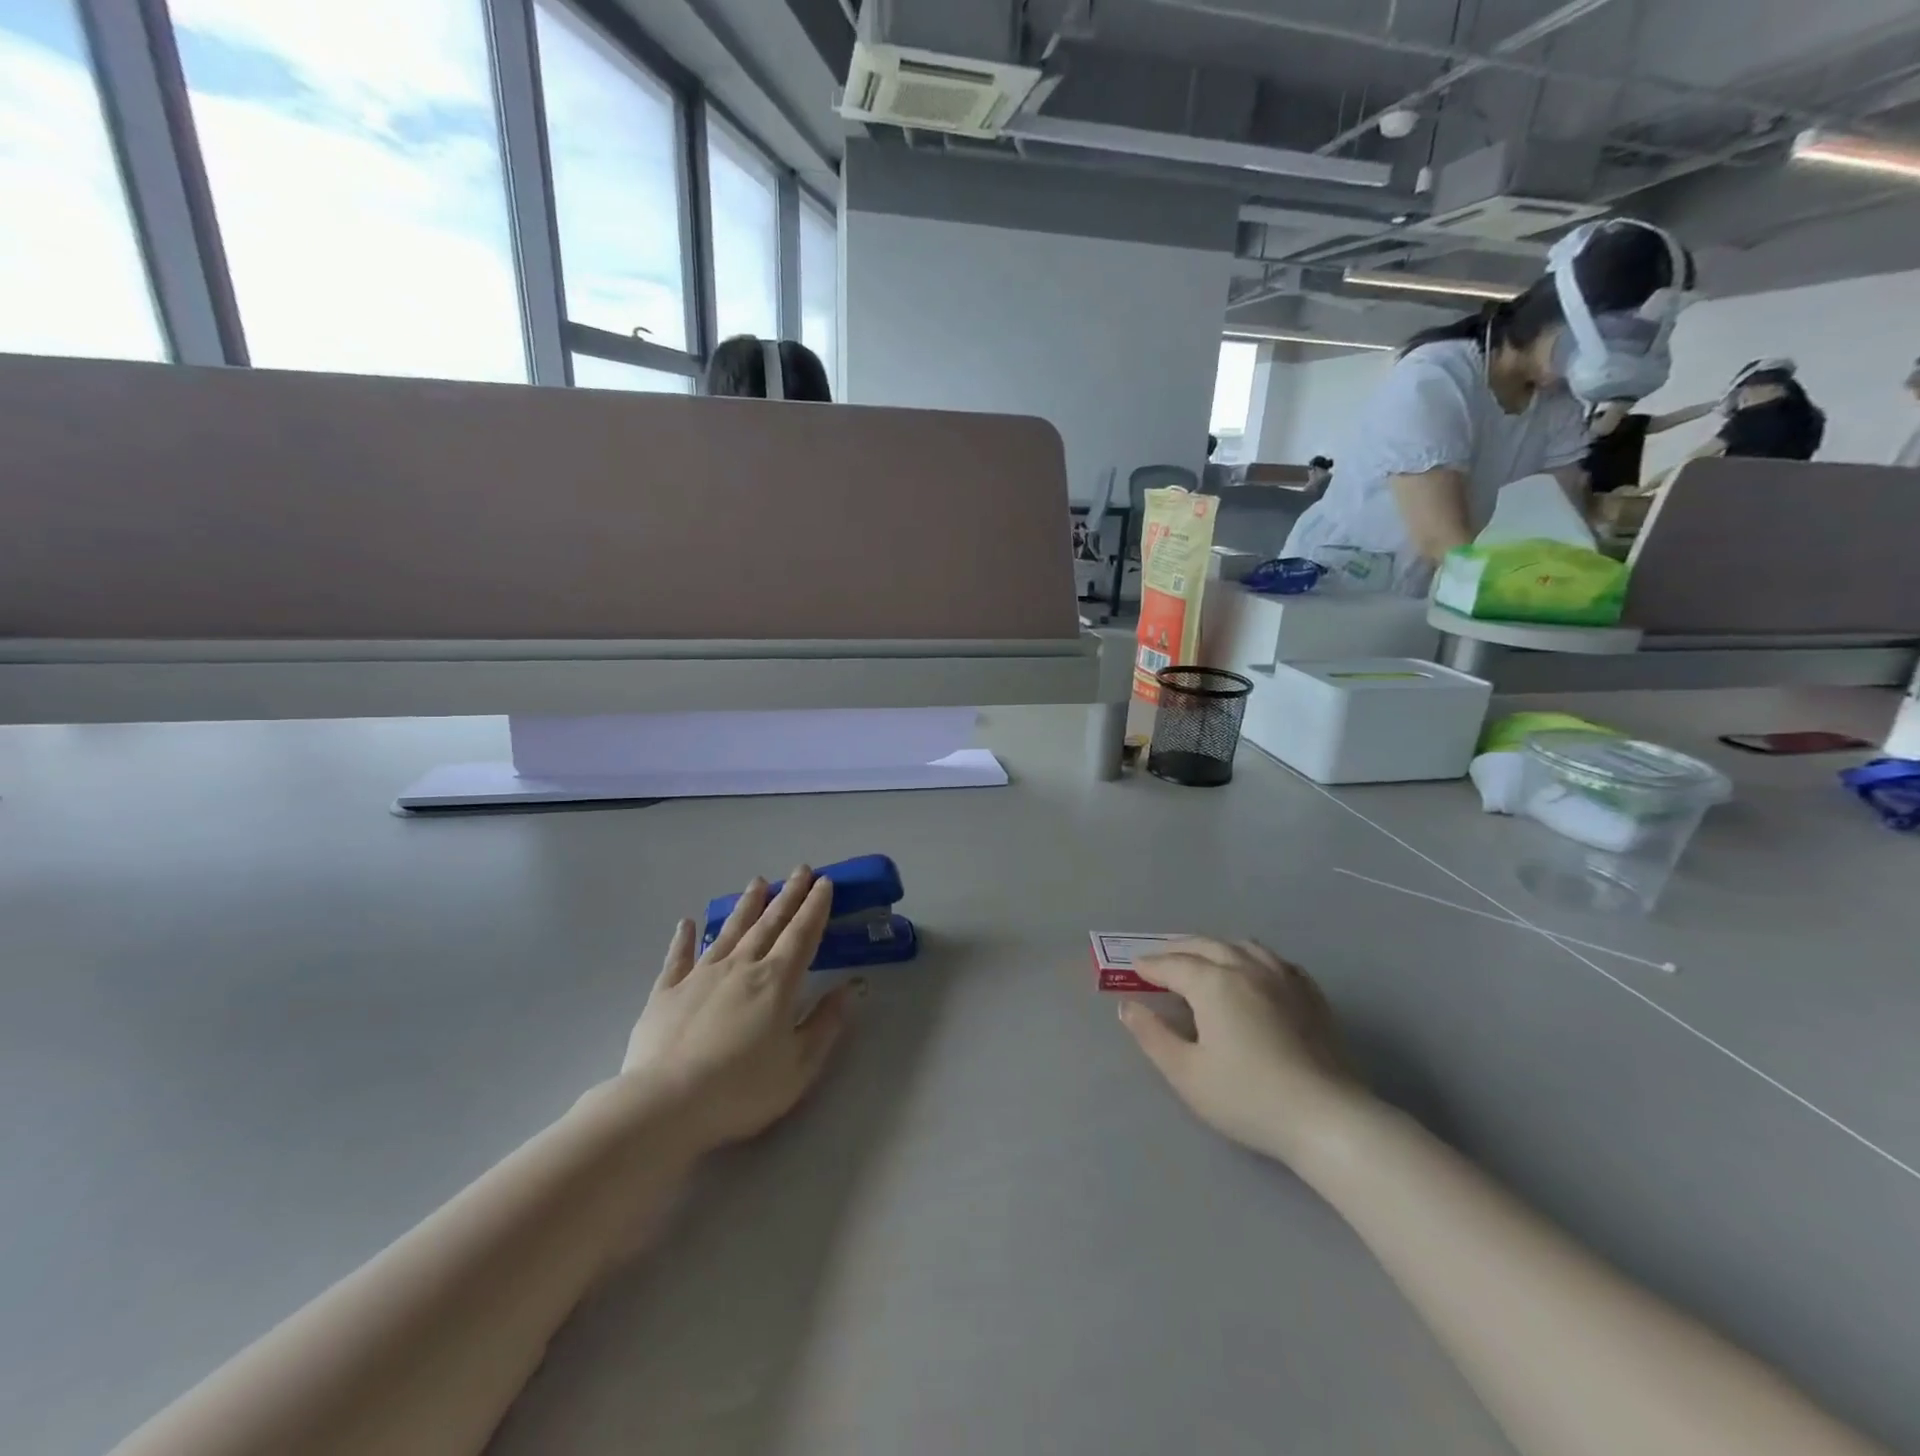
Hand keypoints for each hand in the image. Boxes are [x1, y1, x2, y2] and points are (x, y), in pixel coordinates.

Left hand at [618, 868, 851, 1155]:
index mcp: (776, 981)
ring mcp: (701, 976)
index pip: (802, 934)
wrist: (665, 1104)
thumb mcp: (799, 1065)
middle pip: (769, 923)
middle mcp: (741, 966)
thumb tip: (851, 988)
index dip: (815, 907)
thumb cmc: (741, 1089)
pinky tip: (688, 922)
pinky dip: (685, 938)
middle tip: (801, 870)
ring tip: (758, 881)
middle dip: (788, 895)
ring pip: (729, 931)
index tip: (824, 882)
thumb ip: (826, 1023)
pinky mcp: (667, 992)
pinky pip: (679, 957)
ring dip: (747, 905)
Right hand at [1118, 939, 1365, 1164]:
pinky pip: (1275, 961)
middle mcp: (1247, 968)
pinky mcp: (1310, 995)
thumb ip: (1152, 1035)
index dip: (1150, 966)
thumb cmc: (1247, 1097)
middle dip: (1178, 949)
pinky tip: (1253, 973)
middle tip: (1159, 961)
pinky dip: (1252, 958)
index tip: (1134, 969)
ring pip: (1242, 946)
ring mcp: (1284, 978)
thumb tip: (1128, 1007)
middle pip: (1205, 945)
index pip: (1173, 965)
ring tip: (1203, 960)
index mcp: (1214, 983)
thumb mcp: (1186, 1073)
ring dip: (1215, 948)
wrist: (1326, 1119)